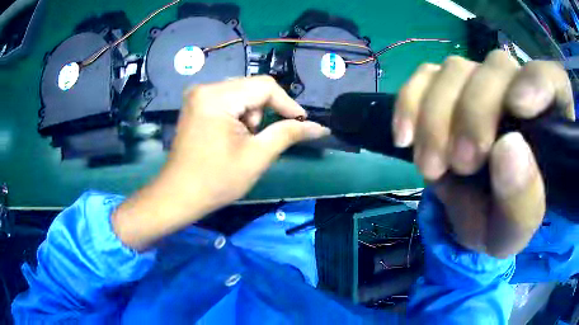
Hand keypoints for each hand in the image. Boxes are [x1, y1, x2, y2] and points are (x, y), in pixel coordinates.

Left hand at [113, 76, 328, 249]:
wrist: (178, 196)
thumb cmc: (216, 181)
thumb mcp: (256, 156)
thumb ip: (288, 134)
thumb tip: (319, 127)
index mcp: (216, 97)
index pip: (265, 86)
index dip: (288, 104)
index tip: (302, 124)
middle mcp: (205, 88)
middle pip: (252, 88)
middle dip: (266, 112)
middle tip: (263, 139)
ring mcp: (198, 95)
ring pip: (241, 94)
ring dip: (252, 115)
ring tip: (244, 141)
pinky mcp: (196, 104)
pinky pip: (228, 100)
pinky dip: (238, 115)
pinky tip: (233, 136)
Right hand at [393, 50, 573, 256]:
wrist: (468, 218)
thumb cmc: (500, 224)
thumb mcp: (514, 231)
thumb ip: (522, 200)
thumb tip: (508, 149)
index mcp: (549, 123)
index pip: (555, 79)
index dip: (539, 81)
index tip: (518, 108)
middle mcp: (517, 90)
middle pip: (497, 67)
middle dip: (475, 112)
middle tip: (461, 163)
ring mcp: (479, 84)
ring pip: (455, 68)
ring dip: (437, 117)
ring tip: (432, 167)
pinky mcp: (445, 89)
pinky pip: (423, 76)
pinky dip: (410, 103)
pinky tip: (405, 138)